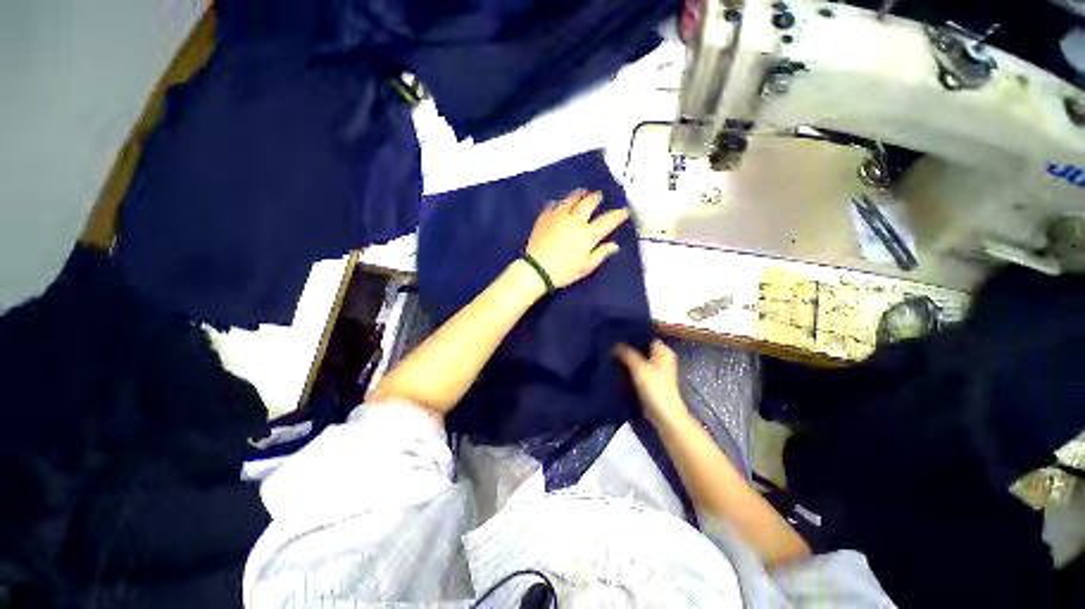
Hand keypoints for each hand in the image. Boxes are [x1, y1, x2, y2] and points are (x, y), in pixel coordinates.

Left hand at [525, 190, 629, 288]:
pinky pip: (555, 204)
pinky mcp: (545, 216)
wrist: (537, 269)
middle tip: (599, 196)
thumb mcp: (585, 267)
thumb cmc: (564, 272)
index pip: (608, 221)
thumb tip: (615, 245)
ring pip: (572, 199)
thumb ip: (601, 254)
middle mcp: (576, 220)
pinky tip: (561, 203)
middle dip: (596, 198)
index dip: (618, 215)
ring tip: (582, 192)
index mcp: (588, 235)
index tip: (624, 211)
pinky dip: (561, 202)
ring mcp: (559, 216)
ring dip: (579, 194)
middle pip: (589, 203)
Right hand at [614, 340, 689, 425]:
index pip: (646, 336)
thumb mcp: (639, 367)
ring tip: (612, 353)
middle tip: (611, 343)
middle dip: (628, 346)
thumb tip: (615, 344)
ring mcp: (657, 369)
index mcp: (663, 351)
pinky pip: (638, 368)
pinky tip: (618, 366)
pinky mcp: (651, 380)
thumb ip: (627, 353)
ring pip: (639, 358)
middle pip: (642, 347)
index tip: (616, 334)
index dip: (632, 335)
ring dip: (628, 358)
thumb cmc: (654, 388)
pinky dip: (630, 367)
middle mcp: (662, 357)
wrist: (664, 414)